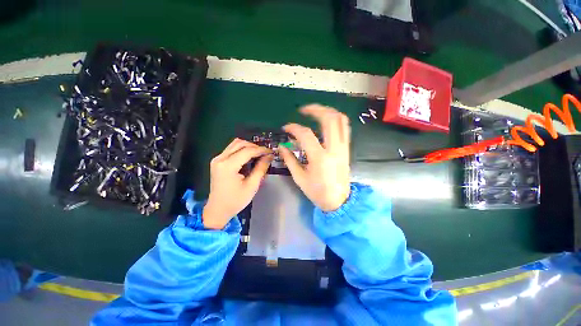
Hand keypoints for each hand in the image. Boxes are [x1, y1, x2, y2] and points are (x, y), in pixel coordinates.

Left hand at [203, 138, 272, 229]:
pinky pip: (232, 149)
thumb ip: (261, 168)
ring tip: (259, 155)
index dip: (261, 150)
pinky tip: (250, 157)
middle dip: (255, 146)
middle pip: (240, 143)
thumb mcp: (252, 185)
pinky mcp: (218, 161)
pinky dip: (242, 150)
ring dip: (248, 147)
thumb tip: (269, 156)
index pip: (247, 151)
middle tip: (265, 154)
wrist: (218, 209)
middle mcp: (220, 159)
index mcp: (228, 166)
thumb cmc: (235, 200)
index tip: (271, 152)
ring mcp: (217, 159)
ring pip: (235, 144)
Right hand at [280, 104, 350, 211]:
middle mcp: (334, 149)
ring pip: (341, 120)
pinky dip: (336, 120)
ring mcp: (343, 147)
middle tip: (303, 110)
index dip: (294, 128)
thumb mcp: (300, 178)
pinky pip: (345, 128)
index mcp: (320, 158)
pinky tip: (326, 121)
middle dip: (315, 109)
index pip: (306, 135)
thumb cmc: (317, 192)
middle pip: (329, 119)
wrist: (339, 201)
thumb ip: (289, 160)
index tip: (286, 128)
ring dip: (328, 111)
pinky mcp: (347, 149)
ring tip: (315, 111)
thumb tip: (281, 147)